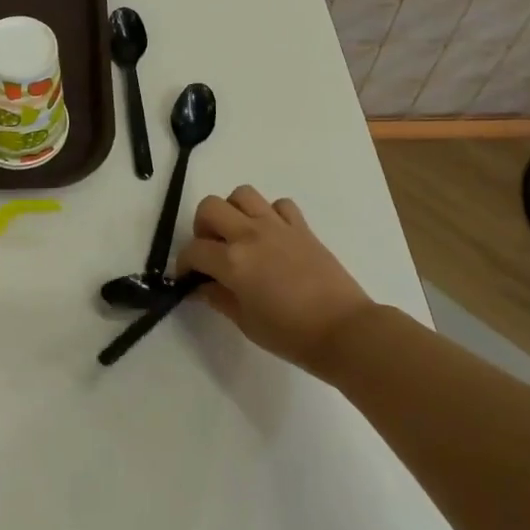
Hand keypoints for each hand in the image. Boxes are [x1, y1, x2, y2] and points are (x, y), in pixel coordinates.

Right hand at [178, 186, 374, 374]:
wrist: (344, 331)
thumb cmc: (291, 335)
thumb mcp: (246, 323)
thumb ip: (219, 299)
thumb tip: (201, 286)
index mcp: (233, 261)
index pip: (194, 250)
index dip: (184, 263)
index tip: (188, 276)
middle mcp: (250, 234)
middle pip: (210, 206)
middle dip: (202, 226)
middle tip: (211, 250)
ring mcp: (277, 226)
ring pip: (243, 194)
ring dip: (233, 211)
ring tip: (239, 235)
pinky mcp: (301, 226)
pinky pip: (279, 205)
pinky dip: (270, 214)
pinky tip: (273, 236)